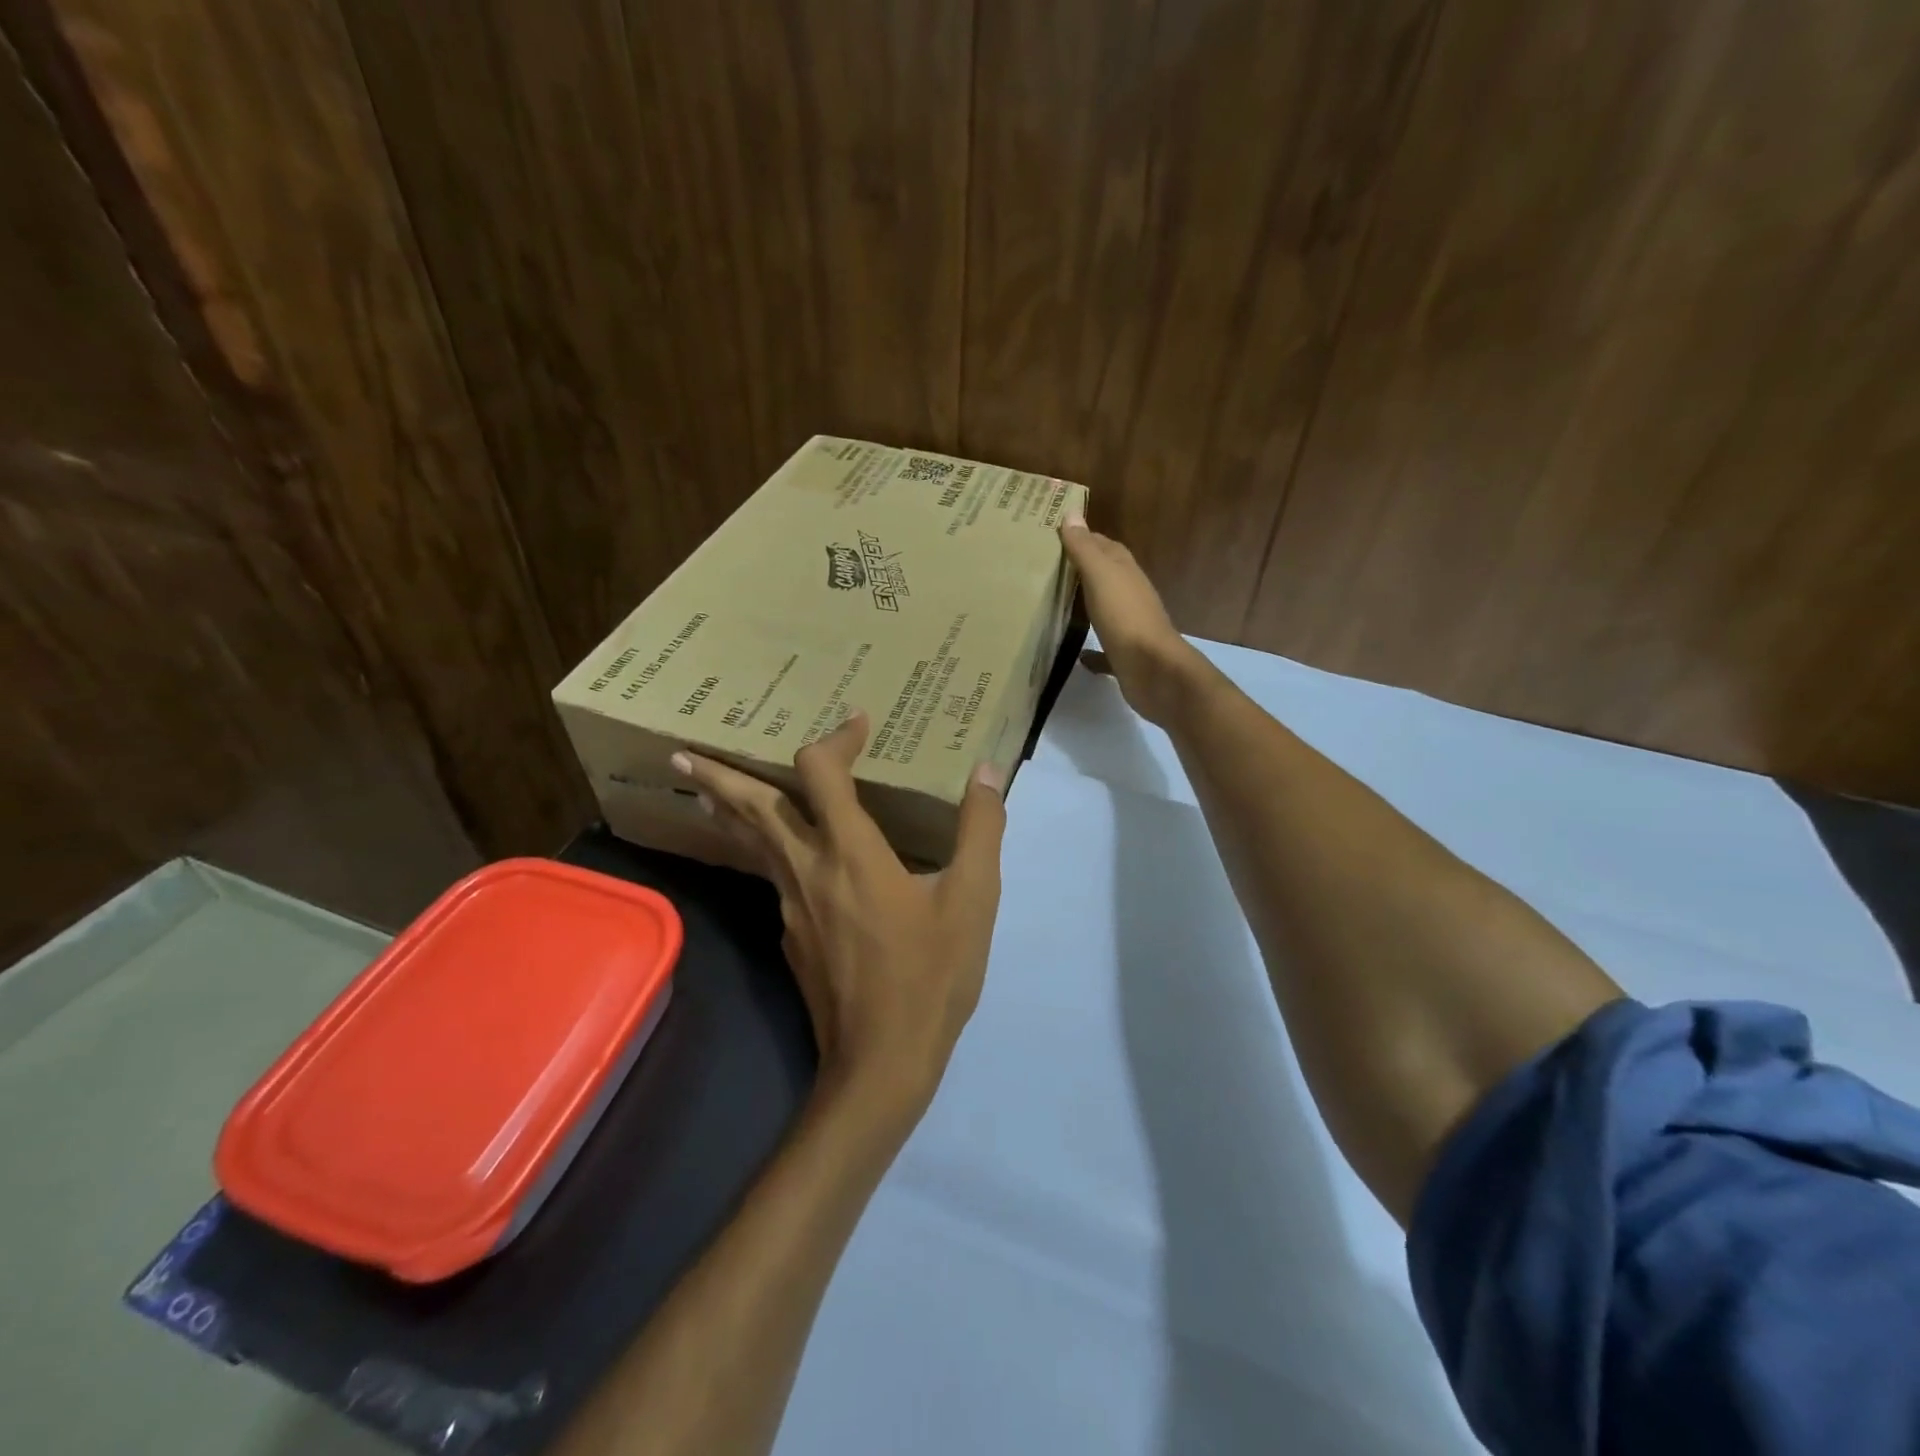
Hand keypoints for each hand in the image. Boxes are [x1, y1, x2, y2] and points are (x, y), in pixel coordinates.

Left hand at [672, 713, 1007, 1114]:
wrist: (881, 1063)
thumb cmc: (930, 976)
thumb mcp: (973, 899)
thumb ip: (980, 829)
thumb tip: (984, 771)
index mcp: (851, 851)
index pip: (821, 772)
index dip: (834, 737)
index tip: (856, 722)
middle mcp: (807, 869)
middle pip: (752, 809)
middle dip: (717, 776)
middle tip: (680, 752)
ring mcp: (790, 907)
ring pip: (751, 845)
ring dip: (727, 812)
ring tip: (703, 792)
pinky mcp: (791, 937)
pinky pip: (770, 878)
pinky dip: (762, 851)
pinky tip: (779, 859)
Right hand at [1061, 512, 1200, 724]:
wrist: (1153, 670)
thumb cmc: (1125, 617)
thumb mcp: (1101, 576)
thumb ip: (1085, 548)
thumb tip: (1071, 513)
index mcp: (1125, 572)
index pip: (1104, 546)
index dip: (1083, 538)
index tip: (1055, 534)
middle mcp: (1130, 594)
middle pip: (1105, 574)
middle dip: (1082, 568)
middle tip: (1050, 566)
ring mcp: (1129, 625)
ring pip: (1105, 607)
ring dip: (1087, 603)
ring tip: (1057, 603)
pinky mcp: (1125, 655)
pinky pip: (1104, 648)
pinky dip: (1092, 649)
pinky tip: (1077, 653)